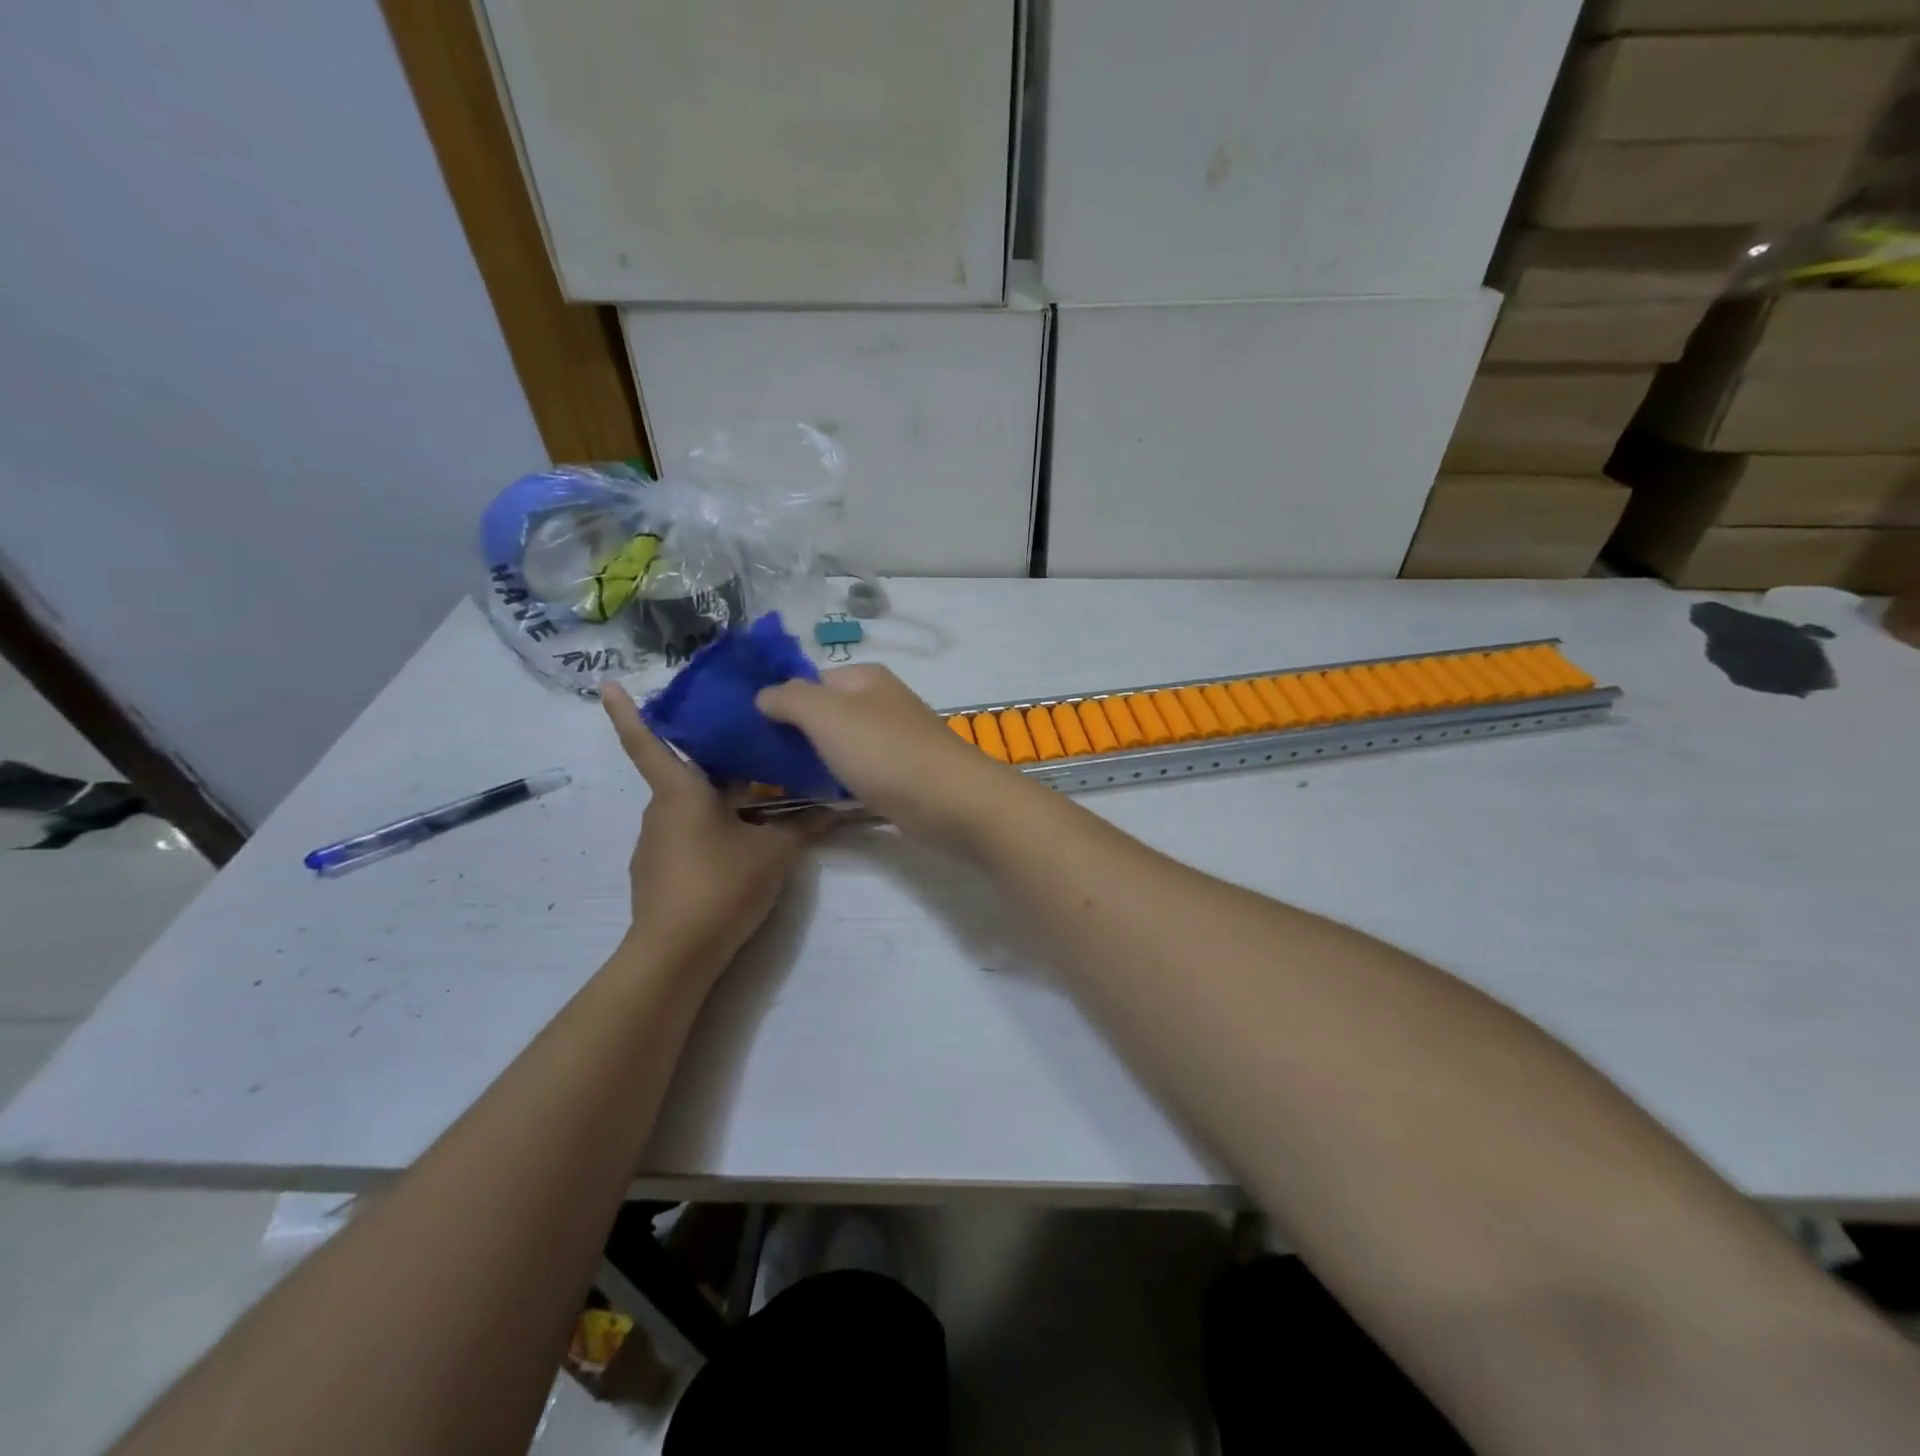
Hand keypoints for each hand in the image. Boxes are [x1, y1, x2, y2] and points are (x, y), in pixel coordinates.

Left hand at [601, 681, 819, 969]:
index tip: (606, 683)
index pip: (647, 742)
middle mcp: (660, 810)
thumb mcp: (774, 852)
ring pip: (694, 808)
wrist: (676, 954)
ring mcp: (655, 843)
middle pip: (690, 775)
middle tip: (763, 754)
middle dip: (723, 766)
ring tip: (767, 805)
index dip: (626, 713)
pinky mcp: (658, 871)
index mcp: (680, 792)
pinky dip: (715, 832)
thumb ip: (802, 825)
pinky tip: (746, 848)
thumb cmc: (721, 885)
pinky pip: (690, 836)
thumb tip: (834, 807)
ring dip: (725, 803)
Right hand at [756, 665, 1028, 850]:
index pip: (809, 680)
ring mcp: (894, 739)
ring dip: (814, 761)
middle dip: (794, 734)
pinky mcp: (902, 774)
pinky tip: (818, 798)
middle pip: (825, 713)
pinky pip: (858, 771)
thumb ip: (790, 698)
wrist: (950, 801)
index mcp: (865, 678)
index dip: (779, 701)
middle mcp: (881, 702)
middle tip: (759, 762)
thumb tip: (763, 695)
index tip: (749, 731)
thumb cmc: (885, 751)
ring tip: (778, 783)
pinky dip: (839, 781)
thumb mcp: (827, 714)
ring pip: (841, 745)